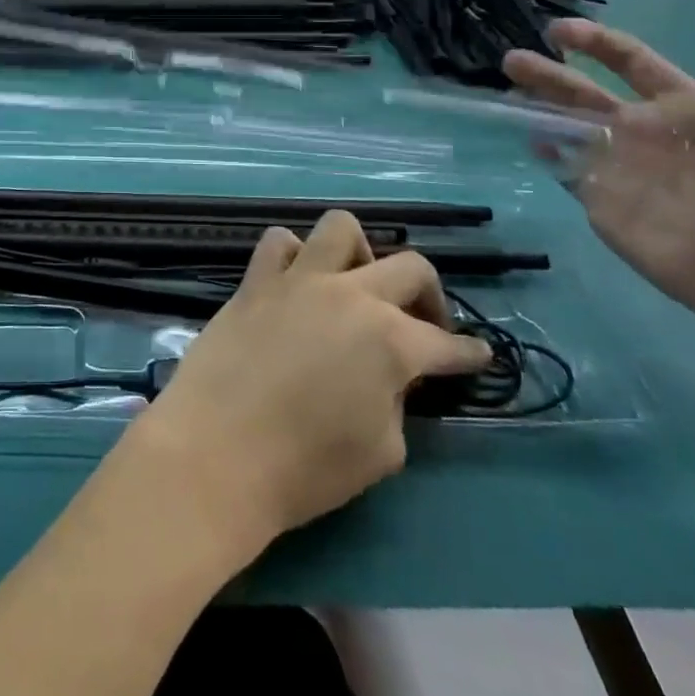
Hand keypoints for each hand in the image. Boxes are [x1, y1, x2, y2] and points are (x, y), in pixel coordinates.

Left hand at [136, 211, 491, 543]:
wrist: (217, 451)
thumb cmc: (306, 467)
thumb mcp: (382, 451)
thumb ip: (395, 401)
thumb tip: (387, 377)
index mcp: (392, 341)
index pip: (447, 343)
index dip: (468, 354)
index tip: (477, 356)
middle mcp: (351, 294)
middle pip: (411, 267)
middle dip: (430, 295)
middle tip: (423, 326)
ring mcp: (299, 279)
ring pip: (341, 228)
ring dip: (359, 254)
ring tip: (354, 287)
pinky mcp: (255, 281)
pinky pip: (279, 242)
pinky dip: (295, 256)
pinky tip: (297, 284)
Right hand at [504, 20, 694, 355]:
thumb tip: (643, 110)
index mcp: (684, 111)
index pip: (633, 65)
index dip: (596, 44)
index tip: (557, 30)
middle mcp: (644, 134)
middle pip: (586, 94)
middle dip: (549, 75)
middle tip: (512, 61)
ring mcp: (622, 171)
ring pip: (569, 130)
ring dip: (539, 110)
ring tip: (509, 95)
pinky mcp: (606, 207)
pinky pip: (569, 174)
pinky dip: (549, 156)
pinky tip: (534, 143)